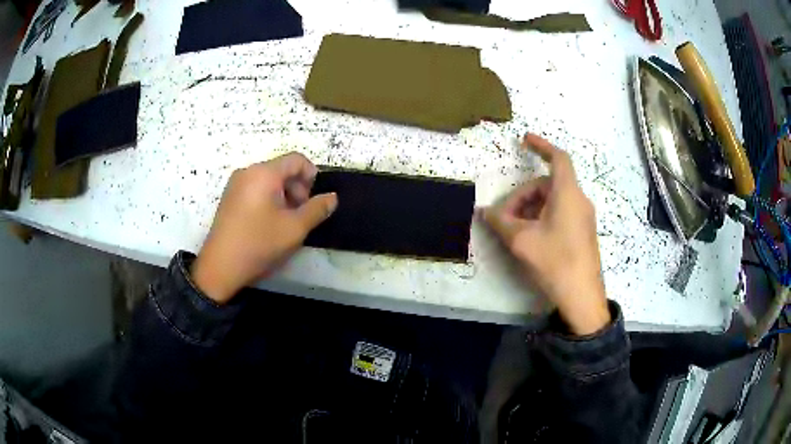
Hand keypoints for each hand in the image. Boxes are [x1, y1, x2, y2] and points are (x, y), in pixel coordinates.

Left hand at [192, 153, 337, 303]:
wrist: (220, 267)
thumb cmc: (259, 244)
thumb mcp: (295, 229)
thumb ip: (317, 209)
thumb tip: (332, 197)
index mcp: (264, 173)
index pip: (296, 159)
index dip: (311, 176)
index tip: (313, 201)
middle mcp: (248, 171)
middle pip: (282, 168)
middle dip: (297, 188)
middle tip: (300, 215)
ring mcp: (236, 184)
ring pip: (269, 180)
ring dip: (284, 195)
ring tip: (284, 223)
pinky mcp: (229, 197)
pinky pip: (256, 188)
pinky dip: (268, 199)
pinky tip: (267, 224)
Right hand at [483, 134, 608, 334]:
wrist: (582, 296)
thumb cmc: (554, 262)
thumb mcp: (522, 241)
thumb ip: (500, 222)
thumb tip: (484, 212)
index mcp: (567, 194)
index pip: (558, 158)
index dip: (541, 146)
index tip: (524, 140)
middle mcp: (579, 200)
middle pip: (547, 184)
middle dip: (523, 196)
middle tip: (504, 218)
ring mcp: (583, 217)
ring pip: (553, 200)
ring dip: (530, 208)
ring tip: (515, 231)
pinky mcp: (583, 231)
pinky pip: (560, 212)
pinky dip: (542, 217)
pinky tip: (530, 237)